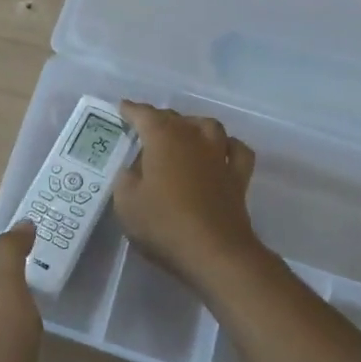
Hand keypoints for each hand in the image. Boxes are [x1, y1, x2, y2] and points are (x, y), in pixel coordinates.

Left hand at [0, 224, 41, 361]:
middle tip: (49, 270)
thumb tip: (21, 224)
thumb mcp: (4, 294)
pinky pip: (1, 353)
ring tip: (46, 308)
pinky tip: (32, 351)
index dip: (10, 246)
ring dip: (15, 311)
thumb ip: (10, 256)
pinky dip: (17, 343)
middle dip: (12, 277)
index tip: (41, 238)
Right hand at [114, 102, 261, 287]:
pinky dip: (228, 146)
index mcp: (163, 138)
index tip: (122, 108)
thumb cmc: (164, 224)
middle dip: (159, 119)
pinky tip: (221, 152)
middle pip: (175, 118)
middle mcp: (193, 138)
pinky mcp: (238, 177)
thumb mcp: (126, 203)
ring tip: (184, 134)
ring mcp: (220, 156)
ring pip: (209, 126)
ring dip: (194, 126)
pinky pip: (237, 150)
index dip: (131, 110)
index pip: (144, 115)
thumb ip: (126, 179)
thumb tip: (133, 169)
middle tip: (145, 129)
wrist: (215, 253)